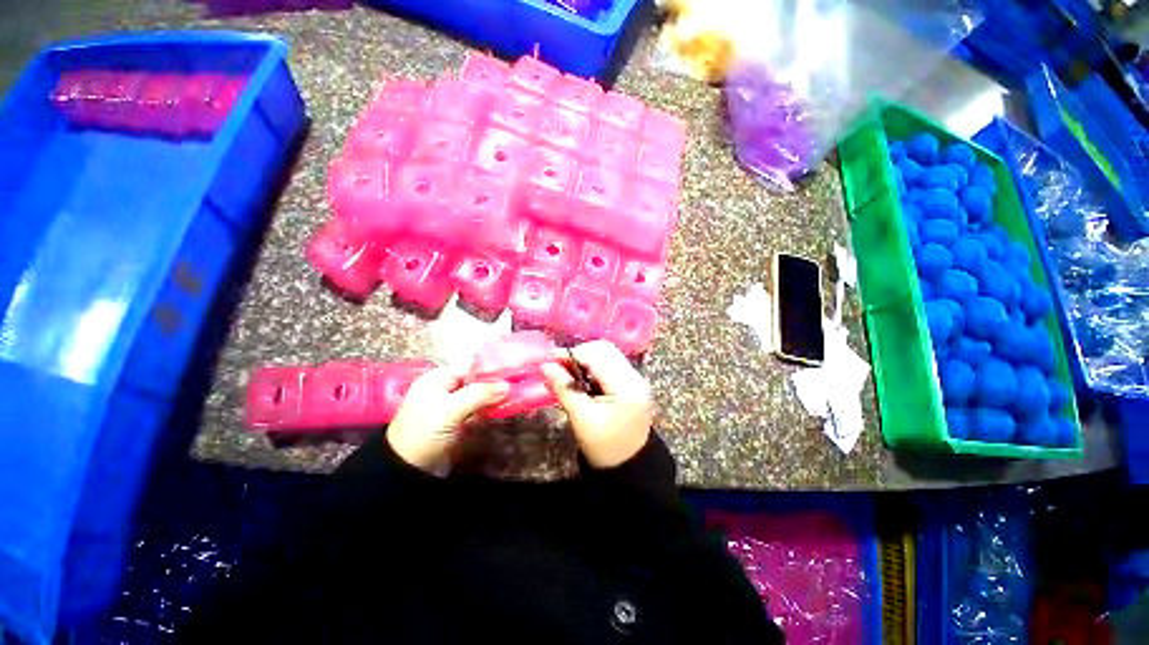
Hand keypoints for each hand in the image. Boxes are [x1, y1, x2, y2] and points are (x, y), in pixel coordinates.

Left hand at [387, 366, 509, 472]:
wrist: (407, 471)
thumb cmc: (423, 432)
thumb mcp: (449, 409)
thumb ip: (479, 394)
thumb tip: (507, 385)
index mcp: (438, 379)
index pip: (469, 366)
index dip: (490, 368)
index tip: (513, 371)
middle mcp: (446, 389)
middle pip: (476, 381)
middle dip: (495, 383)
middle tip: (519, 383)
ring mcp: (453, 406)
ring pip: (480, 396)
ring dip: (495, 397)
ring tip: (517, 395)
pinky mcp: (459, 421)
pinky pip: (479, 410)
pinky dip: (491, 409)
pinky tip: (506, 408)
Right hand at [540, 341, 653, 467]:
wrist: (630, 468)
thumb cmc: (605, 447)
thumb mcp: (581, 419)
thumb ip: (564, 388)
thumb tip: (545, 365)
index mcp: (626, 385)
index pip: (597, 355)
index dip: (571, 353)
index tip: (548, 358)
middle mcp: (634, 376)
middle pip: (605, 349)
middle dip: (579, 353)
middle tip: (557, 366)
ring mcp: (635, 379)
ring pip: (607, 355)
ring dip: (585, 359)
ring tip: (566, 373)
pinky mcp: (631, 384)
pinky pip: (610, 365)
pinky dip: (593, 367)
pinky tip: (580, 379)